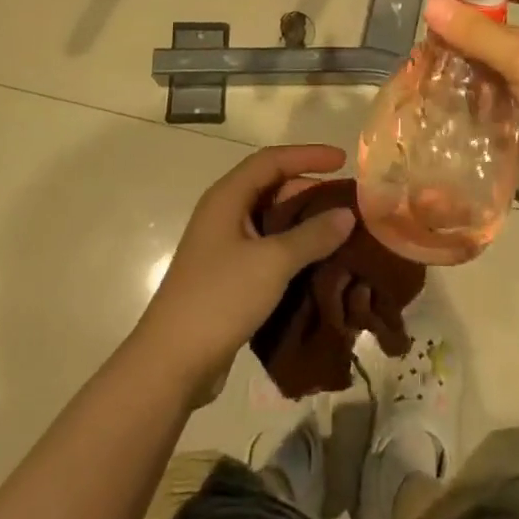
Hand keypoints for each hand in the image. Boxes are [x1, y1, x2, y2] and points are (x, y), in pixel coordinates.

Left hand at [134, 145, 355, 399]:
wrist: (171, 364)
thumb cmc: (220, 298)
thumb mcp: (272, 262)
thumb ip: (312, 235)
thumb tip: (347, 213)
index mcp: (227, 197)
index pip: (272, 160)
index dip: (308, 155)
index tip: (343, 160)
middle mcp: (224, 214)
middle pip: (272, 187)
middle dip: (310, 190)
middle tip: (347, 201)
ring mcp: (224, 246)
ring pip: (271, 221)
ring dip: (304, 223)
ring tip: (340, 231)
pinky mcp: (228, 276)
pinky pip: (267, 249)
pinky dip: (293, 250)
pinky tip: (318, 264)